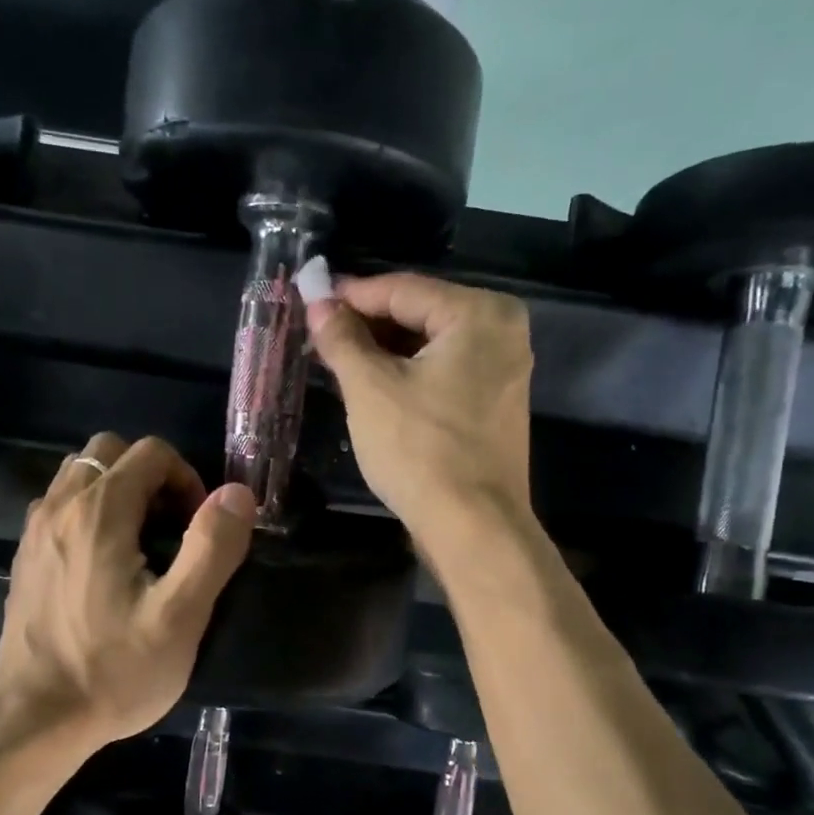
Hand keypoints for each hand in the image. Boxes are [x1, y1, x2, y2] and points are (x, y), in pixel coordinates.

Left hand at [0, 433, 256, 749]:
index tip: (198, 527)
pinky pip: (59, 507)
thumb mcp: (180, 616)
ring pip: (79, 476)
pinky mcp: (25, 559)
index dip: (186, 478)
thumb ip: (212, 547)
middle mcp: (59, 507)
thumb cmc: (113, 671)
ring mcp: (34, 532)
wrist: (35, 719)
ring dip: (116, 491)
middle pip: (108, 452)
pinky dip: (88, 513)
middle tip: (171, 528)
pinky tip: (103, 566)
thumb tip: (237, 493)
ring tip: (140, 543)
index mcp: (99, 512)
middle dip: (149, 476)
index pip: (150, 452)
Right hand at [305, 273, 533, 561]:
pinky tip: (371, 386)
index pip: (402, 289)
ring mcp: (504, 370)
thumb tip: (318, 302)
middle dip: (367, 325)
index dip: (350, 294)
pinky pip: (444, 372)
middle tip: (319, 333)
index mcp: (480, 314)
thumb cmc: (420, 449)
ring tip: (336, 360)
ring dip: (383, 351)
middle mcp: (502, 331)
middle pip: (420, 314)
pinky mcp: (494, 404)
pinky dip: (407, 374)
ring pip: (430, 346)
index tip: (309, 299)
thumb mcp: (370, 388)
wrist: (472, 525)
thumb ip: (342, 339)